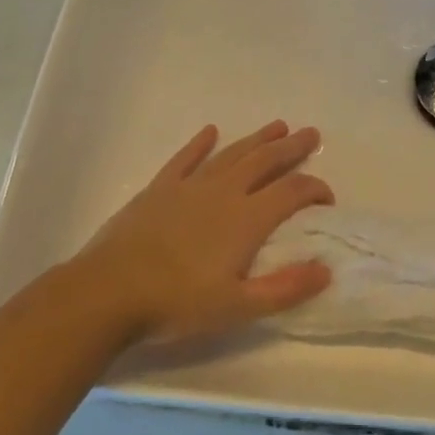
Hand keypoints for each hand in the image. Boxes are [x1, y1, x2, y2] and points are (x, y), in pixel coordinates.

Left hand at [72, 122, 333, 343]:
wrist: (108, 292)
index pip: (292, 191)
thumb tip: (326, 269)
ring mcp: (190, 186)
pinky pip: (185, 158)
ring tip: (278, 126)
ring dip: (257, 139)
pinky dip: (200, 143)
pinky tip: (211, 131)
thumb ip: (285, 289)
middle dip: (292, 148)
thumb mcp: (238, 307)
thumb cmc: (176, 303)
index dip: (314, 189)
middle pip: (265, 161)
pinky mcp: (160, 188)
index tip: (326, 198)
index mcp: (247, 219)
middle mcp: (224, 192)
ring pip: (232, 154)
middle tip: (311, 134)